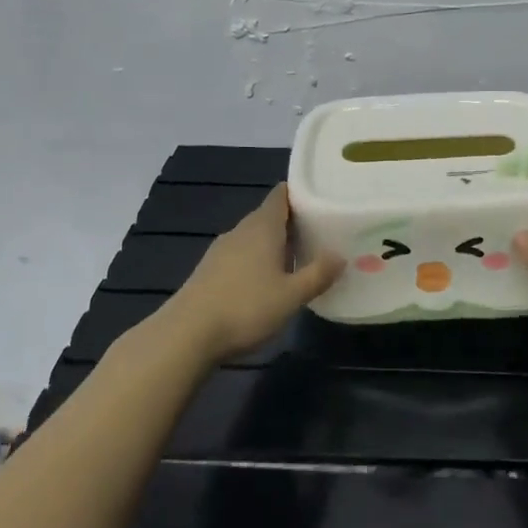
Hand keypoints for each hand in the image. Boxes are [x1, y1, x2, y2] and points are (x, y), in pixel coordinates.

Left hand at [162, 184, 343, 361]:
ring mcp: (221, 250)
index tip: (322, 200)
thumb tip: (340, 256)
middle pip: (269, 215)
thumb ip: (318, 274)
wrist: (187, 335)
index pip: (281, 195)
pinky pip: (241, 254)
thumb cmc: (245, 308)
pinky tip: (267, 281)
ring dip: (274, 243)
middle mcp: (241, 230)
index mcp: (262, 227)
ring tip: (299, 258)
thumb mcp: (291, 296)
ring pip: (254, 237)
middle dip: (293, 222)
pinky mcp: (209, 270)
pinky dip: (257, 259)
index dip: (300, 193)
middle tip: (320, 233)